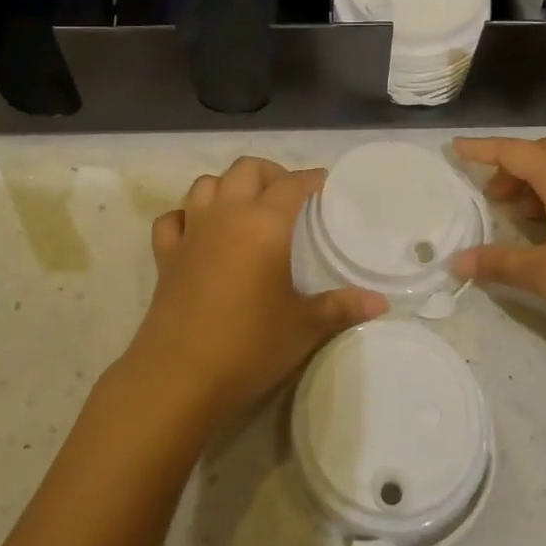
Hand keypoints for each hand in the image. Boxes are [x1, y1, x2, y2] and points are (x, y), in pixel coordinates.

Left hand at [121, 157, 387, 431]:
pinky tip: (197, 231)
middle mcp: (226, 214)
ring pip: (205, 184)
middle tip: (287, 193)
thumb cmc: (250, 345)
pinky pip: (173, 218)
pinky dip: (186, 215)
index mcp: (264, 223)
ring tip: (245, 206)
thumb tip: (380, 302)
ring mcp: (191, 232)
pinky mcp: (165, 255)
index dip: (310, 178)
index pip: (291, 184)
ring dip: (226, 186)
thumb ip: (342, 307)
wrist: (180, 376)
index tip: (325, 183)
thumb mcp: (304, 327)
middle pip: (245, 169)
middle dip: (269, 172)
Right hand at [451, 136, 545, 350]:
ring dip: (537, 180)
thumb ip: (497, 263)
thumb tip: (457, 263)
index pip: (513, 152)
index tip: (455, 148)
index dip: (482, 149)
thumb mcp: (543, 273)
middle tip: (492, 193)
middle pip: (542, 151)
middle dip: (512, 165)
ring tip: (518, 213)